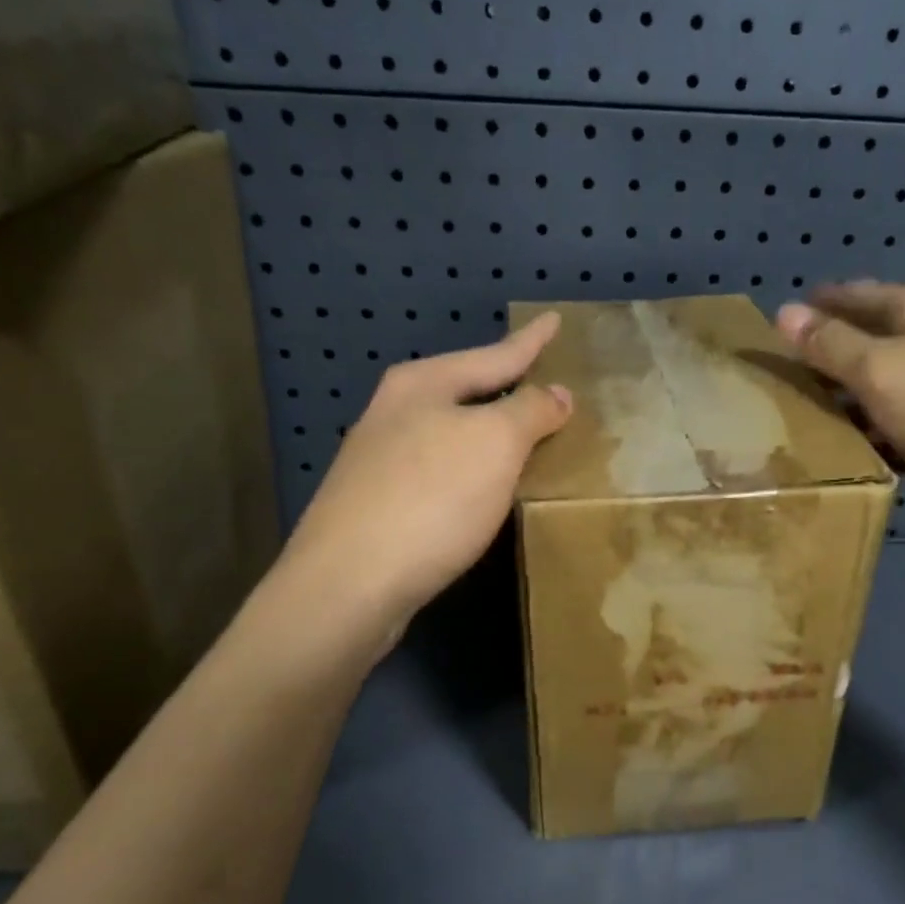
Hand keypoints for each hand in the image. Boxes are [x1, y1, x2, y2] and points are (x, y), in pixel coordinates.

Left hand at [275, 312, 572, 649]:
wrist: (349, 583)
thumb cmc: (430, 499)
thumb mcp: (494, 444)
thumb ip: (529, 412)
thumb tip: (555, 394)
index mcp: (422, 385)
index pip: (493, 355)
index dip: (530, 341)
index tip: (554, 319)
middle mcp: (394, 413)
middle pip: (465, 390)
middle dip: (505, 387)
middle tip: (545, 383)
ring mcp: (380, 460)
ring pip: (450, 433)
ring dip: (488, 432)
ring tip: (524, 435)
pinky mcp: (378, 505)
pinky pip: (440, 471)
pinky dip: (471, 470)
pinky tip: (483, 488)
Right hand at [776, 282, 904, 534]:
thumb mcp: (878, 370)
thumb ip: (830, 344)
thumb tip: (783, 311)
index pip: (856, 295)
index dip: (817, 306)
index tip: (776, 326)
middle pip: (869, 339)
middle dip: (827, 356)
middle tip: (780, 377)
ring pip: (882, 384)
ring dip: (847, 398)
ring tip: (802, 417)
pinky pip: (898, 421)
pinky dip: (873, 431)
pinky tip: (849, 450)